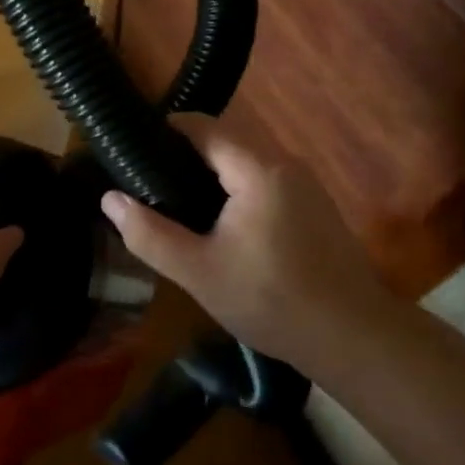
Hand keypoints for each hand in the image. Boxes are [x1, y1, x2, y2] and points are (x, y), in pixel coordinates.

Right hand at [98, 114, 385, 369]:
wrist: (355, 339)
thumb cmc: (272, 301)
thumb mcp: (199, 272)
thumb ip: (149, 234)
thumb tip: (110, 199)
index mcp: (258, 169)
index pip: (203, 126)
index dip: (165, 130)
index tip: (132, 150)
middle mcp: (285, 164)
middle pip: (224, 141)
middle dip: (184, 155)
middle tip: (148, 183)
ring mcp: (305, 184)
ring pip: (245, 162)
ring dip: (211, 174)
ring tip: (176, 202)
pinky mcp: (315, 206)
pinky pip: (264, 180)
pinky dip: (236, 189)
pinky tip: (220, 223)